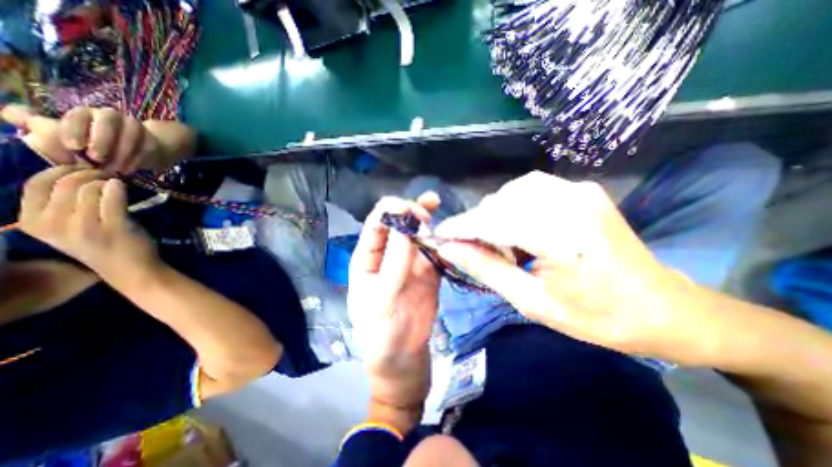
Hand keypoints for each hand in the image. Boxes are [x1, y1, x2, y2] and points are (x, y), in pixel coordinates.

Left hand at [1, 104, 162, 172]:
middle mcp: (112, 116)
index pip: (79, 116)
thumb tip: (9, 113)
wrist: (139, 150)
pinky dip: (136, 160)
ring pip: (131, 135)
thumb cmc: (98, 144)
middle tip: (96, 158)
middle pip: (108, 122)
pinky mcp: (152, 141)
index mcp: (87, 113)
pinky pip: (145, 149)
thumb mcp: (68, 136)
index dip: (75, 130)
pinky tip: (127, 170)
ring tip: (113, 168)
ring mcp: (136, 128)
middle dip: (102, 141)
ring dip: (121, 153)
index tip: (74, 147)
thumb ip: (40, 126)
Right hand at [17, 166, 162, 285]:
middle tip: (105, 174)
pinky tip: (122, 186)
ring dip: (105, 181)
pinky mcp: (114, 225)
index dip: (59, 171)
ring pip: (89, 188)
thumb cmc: (102, 245)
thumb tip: (72, 174)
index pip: (35, 185)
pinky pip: (112, 196)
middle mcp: (52, 223)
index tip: (80, 168)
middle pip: (64, 183)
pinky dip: (118, 187)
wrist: (129, 269)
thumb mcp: (68, 227)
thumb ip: (63, 205)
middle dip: (87, 173)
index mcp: (33, 222)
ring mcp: (84, 225)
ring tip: (116, 183)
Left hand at [349, 191, 441, 408]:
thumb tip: (404, 228)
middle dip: (411, 211)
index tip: (412, 210)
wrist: (403, 361)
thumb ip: (394, 265)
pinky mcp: (427, 273)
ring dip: (426, 219)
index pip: (375, 225)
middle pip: (397, 224)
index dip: (391, 210)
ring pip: (416, 234)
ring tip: (437, 205)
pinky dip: (440, 240)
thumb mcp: (382, 302)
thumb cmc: (382, 335)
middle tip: (430, 208)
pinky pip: (433, 251)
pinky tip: (447, 234)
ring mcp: (409, 263)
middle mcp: (387, 256)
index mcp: (367, 259)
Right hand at [437, 170, 722, 364]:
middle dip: (477, 223)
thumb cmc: (597, 316)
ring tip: (497, 241)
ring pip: (513, 191)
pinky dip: (513, 206)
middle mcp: (570, 202)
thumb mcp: (532, 302)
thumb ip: (487, 269)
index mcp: (562, 236)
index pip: (493, 220)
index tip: (439, 235)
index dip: (461, 227)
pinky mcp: (582, 189)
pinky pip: (531, 189)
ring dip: (495, 213)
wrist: (662, 307)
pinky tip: (518, 227)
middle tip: (470, 248)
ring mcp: (579, 190)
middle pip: (501, 202)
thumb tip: (450, 250)